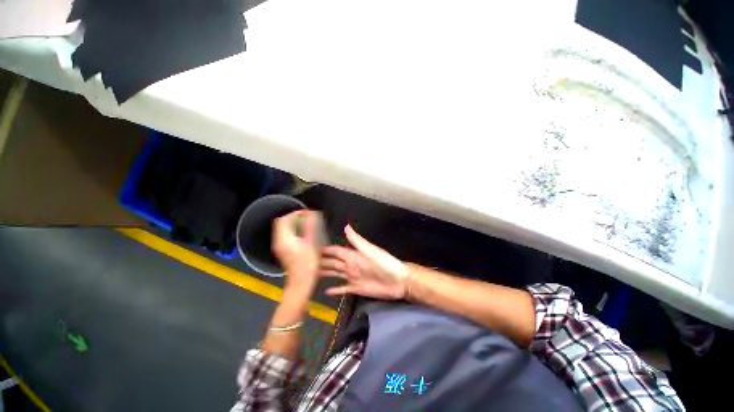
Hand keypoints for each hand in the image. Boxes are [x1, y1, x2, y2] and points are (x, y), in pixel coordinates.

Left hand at [272, 210, 321, 292]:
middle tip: (308, 218)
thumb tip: (311, 213)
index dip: (295, 213)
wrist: (301, 283)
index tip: (307, 213)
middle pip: (283, 223)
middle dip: (295, 218)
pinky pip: (287, 236)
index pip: (284, 219)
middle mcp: (279, 241)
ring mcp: (280, 247)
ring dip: (295, 225)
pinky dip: (295, 232)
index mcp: (284, 238)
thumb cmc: (308, 264)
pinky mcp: (284, 251)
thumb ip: (311, 227)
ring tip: (308, 225)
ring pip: (285, 230)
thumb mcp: (312, 243)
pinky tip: (305, 235)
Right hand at [320, 225, 410, 299]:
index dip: (326, 250)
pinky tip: (326, 291)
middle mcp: (351, 265)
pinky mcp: (357, 289)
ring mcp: (353, 278)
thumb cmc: (385, 264)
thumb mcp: (370, 250)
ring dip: (326, 274)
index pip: (336, 251)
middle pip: (333, 263)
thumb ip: (357, 241)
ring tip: (312, 275)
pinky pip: (343, 289)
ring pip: (336, 274)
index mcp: (354, 255)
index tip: (312, 248)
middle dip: (322, 262)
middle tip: (307, 263)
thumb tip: (346, 227)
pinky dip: (335, 290)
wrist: (399, 281)